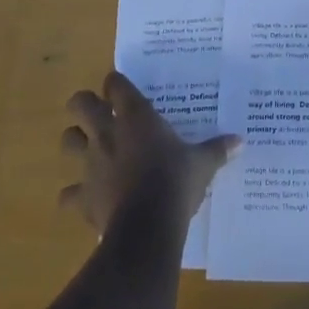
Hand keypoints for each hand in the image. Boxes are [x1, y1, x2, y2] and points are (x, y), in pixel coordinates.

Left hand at [59, 72, 240, 234]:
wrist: (148, 226)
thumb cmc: (176, 182)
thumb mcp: (202, 164)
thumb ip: (217, 149)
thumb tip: (240, 141)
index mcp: (135, 115)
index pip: (115, 83)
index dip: (117, 84)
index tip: (124, 90)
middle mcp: (106, 131)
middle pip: (79, 103)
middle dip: (85, 105)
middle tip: (99, 113)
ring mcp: (90, 162)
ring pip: (67, 140)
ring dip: (75, 142)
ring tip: (89, 149)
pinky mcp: (82, 195)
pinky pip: (68, 193)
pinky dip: (74, 195)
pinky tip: (87, 199)